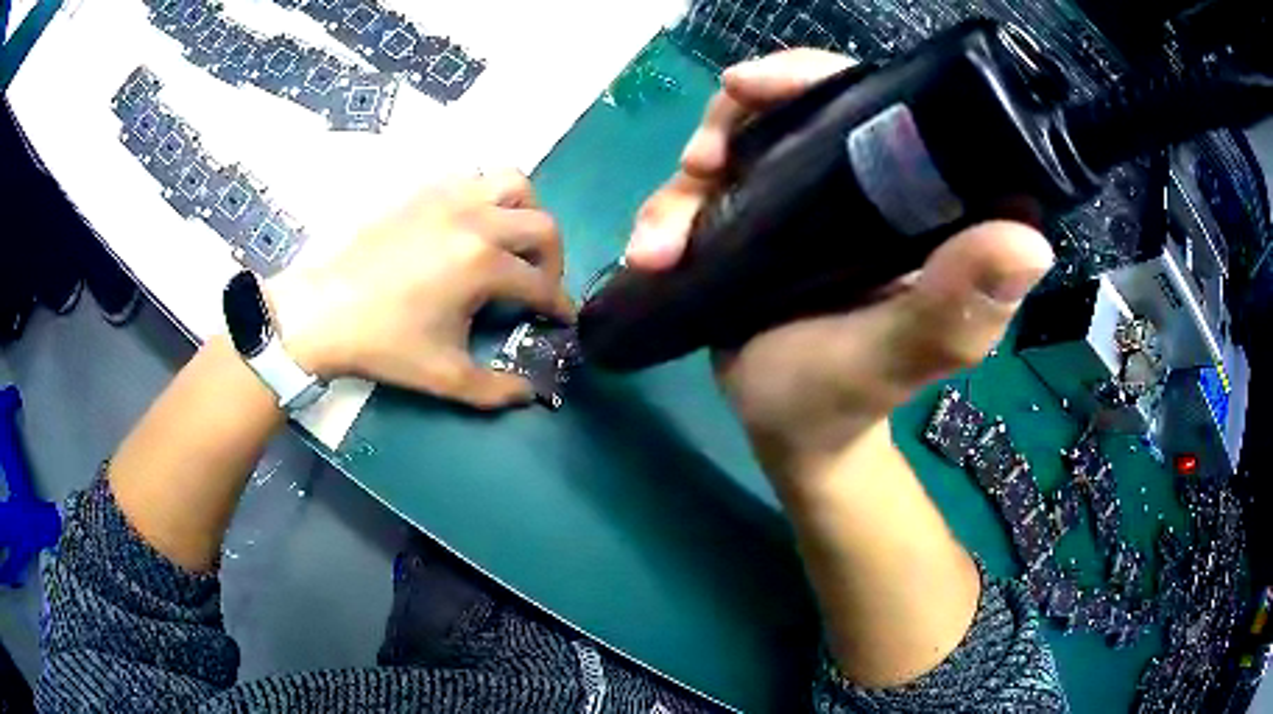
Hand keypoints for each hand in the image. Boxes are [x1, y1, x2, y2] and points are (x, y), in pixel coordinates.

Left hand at [271, 171, 573, 409]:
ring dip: (526, 213)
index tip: (562, 319)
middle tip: (539, 285)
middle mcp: (476, 219)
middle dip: (554, 260)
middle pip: (543, 227)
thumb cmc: (383, 343)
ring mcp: (449, 197)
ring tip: (511, 242)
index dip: (559, 306)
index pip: (541, 283)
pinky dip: (488, 197)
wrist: (323, 311)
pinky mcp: (424, 190)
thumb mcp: (444, 376)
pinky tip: (472, 226)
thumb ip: (497, 389)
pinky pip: (474, 178)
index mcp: (483, 264)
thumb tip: (530, 394)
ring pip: (513, 184)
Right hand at [627, 50, 1053, 486]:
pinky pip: (707, 188)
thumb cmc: (845, 399)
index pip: (879, 100)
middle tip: (700, 162)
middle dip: (734, 120)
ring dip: (688, 180)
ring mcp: (806, 197)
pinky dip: (669, 212)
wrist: (784, 429)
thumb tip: (1030, 240)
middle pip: (794, 106)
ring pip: (738, 143)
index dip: (817, 78)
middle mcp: (865, 183)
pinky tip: (649, 251)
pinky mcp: (760, 218)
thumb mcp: (900, 357)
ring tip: (661, 239)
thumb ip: (956, 308)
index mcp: (919, 199)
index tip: (757, 88)